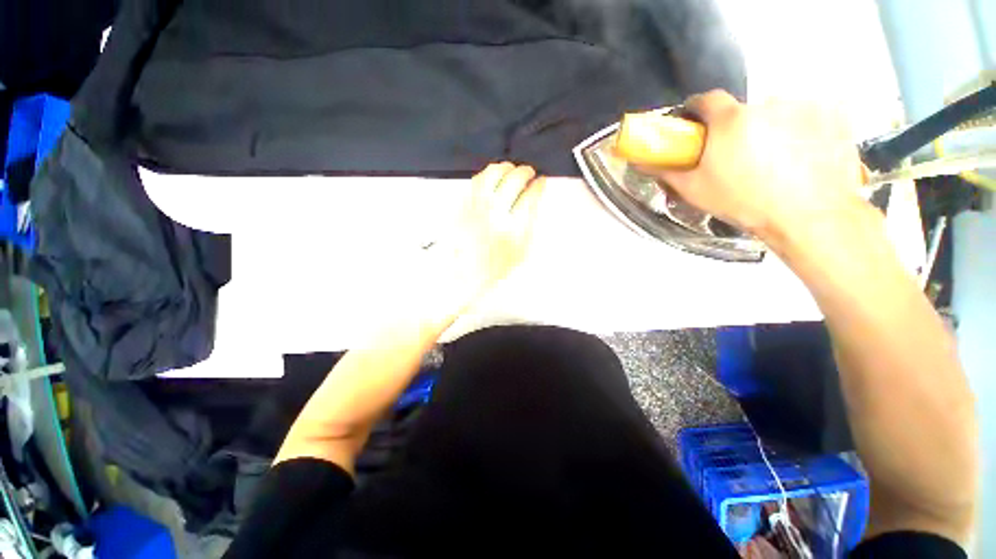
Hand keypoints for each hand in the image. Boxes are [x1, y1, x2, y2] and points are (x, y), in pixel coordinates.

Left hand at [439, 163, 544, 298]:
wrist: (464, 273)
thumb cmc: (494, 267)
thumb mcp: (521, 252)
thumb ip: (529, 226)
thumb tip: (533, 202)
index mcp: (512, 230)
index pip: (530, 198)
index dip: (538, 186)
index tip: (541, 182)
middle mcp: (494, 215)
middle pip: (512, 181)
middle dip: (525, 172)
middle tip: (529, 172)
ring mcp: (476, 208)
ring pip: (492, 175)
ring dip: (505, 168)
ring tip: (511, 169)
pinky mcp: (463, 206)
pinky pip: (475, 182)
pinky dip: (487, 175)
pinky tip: (492, 177)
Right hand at [648, 90, 867, 248]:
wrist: (808, 215)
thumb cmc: (744, 202)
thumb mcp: (695, 190)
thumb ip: (666, 171)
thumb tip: (642, 161)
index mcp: (730, 120)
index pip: (706, 99)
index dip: (697, 111)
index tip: (696, 126)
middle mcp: (766, 103)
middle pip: (742, 110)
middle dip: (735, 128)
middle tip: (737, 156)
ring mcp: (803, 106)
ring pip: (776, 113)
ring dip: (769, 129)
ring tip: (774, 161)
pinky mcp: (833, 115)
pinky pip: (809, 116)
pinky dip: (802, 130)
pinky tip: (802, 155)